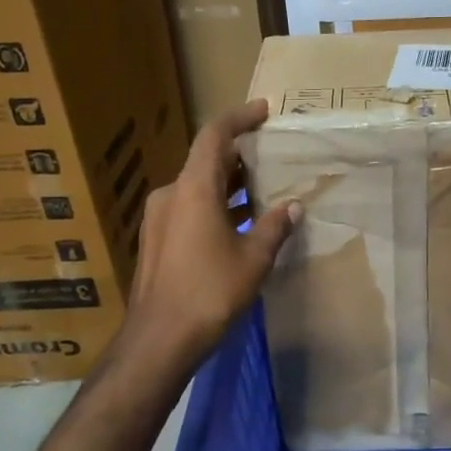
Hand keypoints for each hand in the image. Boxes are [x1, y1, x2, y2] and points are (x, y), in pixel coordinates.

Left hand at [124, 99, 300, 369]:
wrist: (160, 339)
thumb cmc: (210, 292)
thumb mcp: (253, 258)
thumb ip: (275, 226)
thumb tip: (294, 206)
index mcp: (193, 188)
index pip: (215, 136)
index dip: (240, 118)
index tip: (264, 111)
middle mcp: (171, 194)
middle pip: (205, 160)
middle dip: (239, 155)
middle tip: (271, 155)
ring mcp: (158, 217)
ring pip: (197, 186)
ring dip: (227, 184)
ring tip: (262, 189)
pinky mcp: (156, 239)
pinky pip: (188, 207)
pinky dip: (214, 205)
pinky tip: (238, 222)